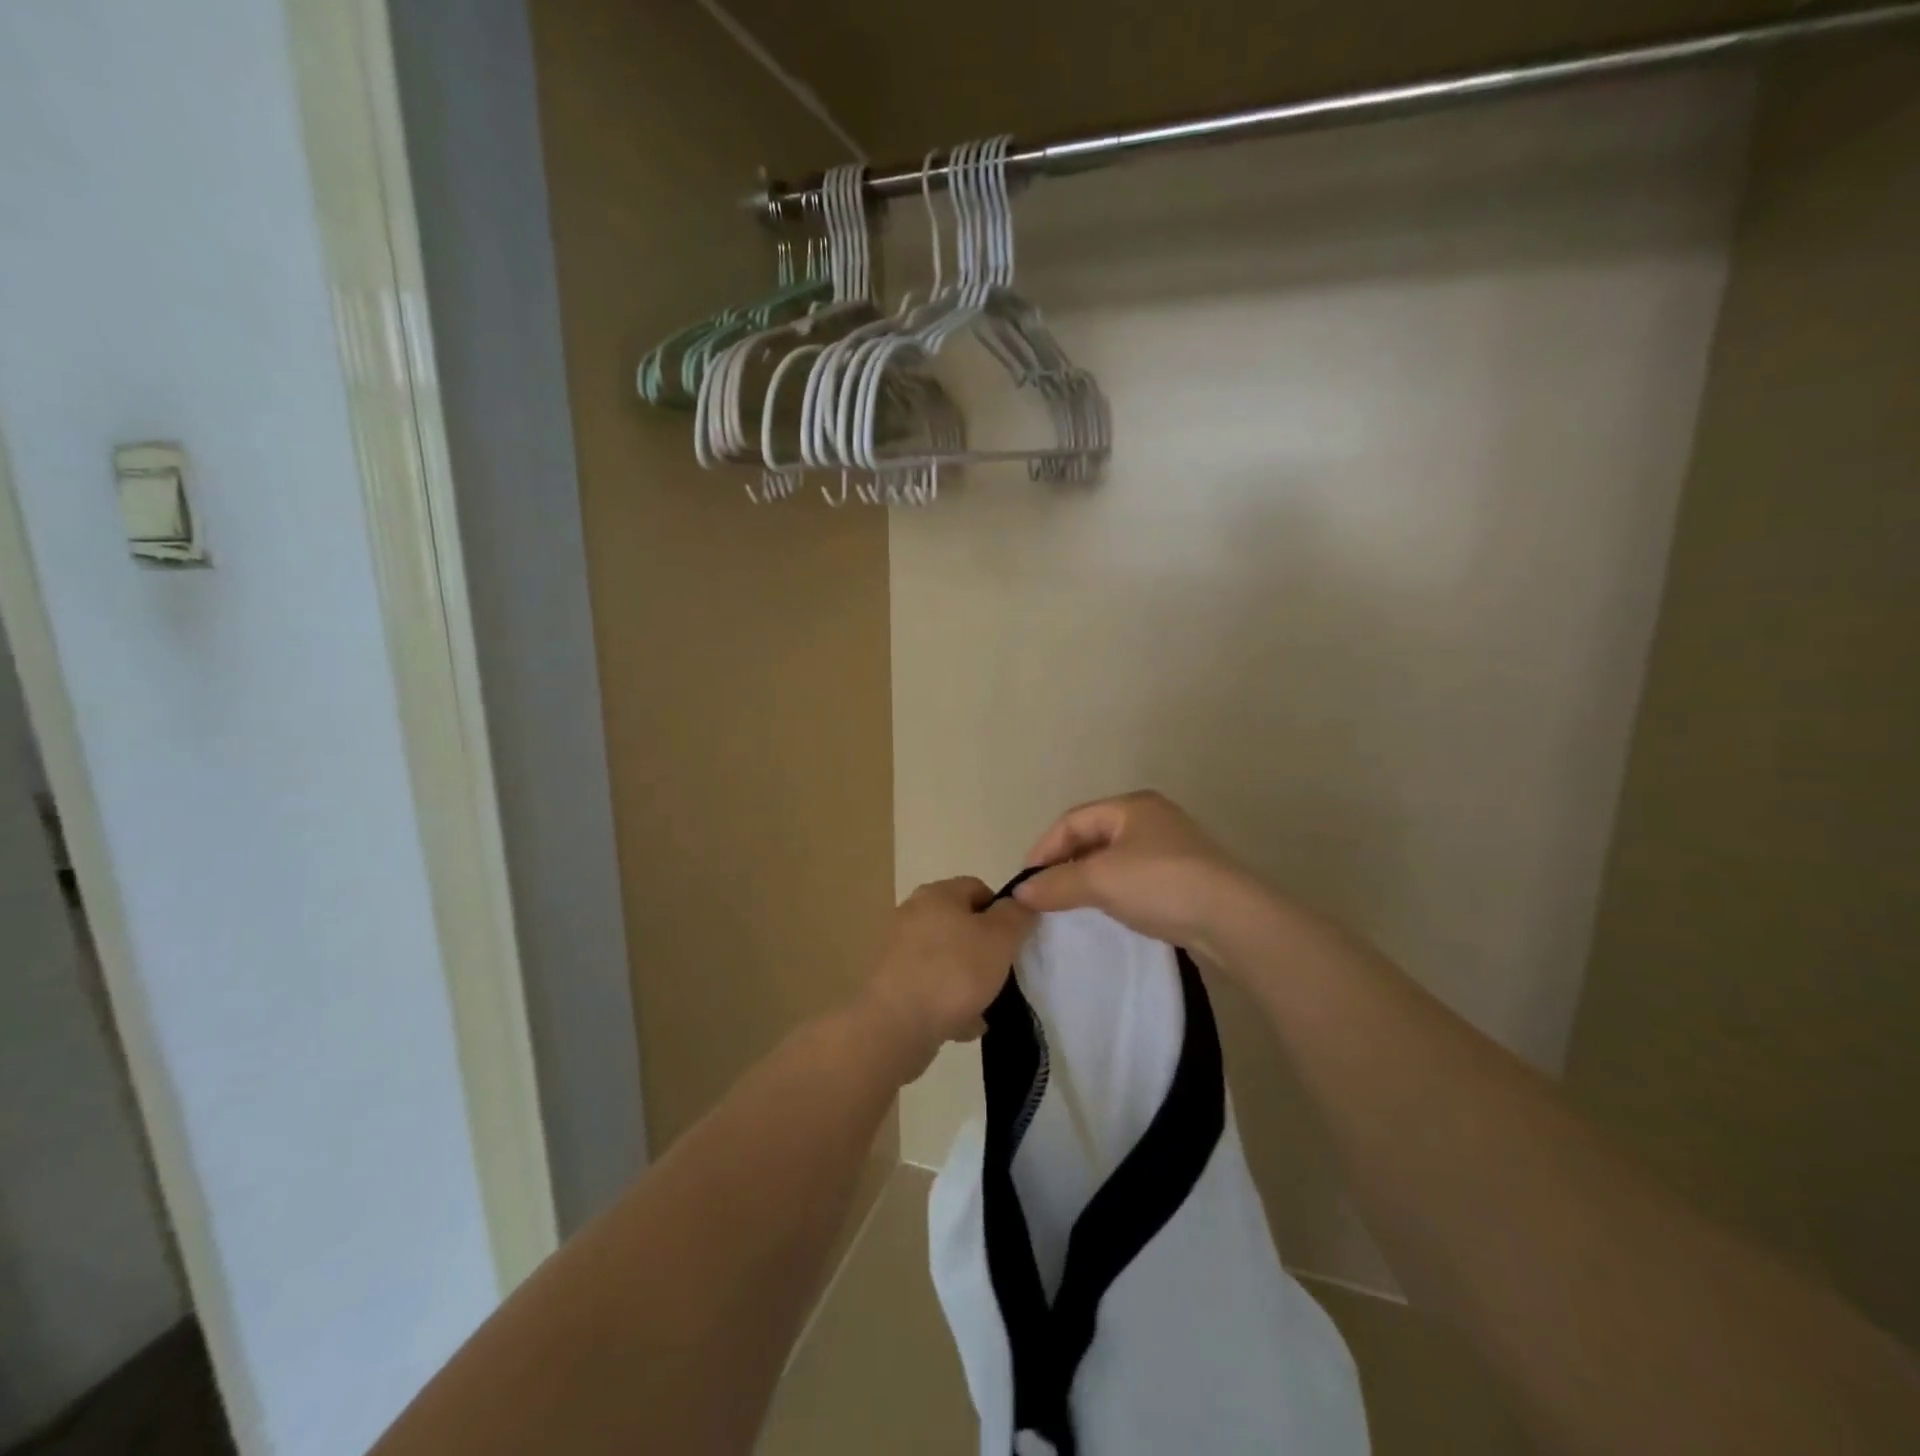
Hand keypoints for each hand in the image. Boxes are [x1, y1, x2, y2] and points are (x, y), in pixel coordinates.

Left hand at [862, 877, 1035, 1078]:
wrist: (895, 1024)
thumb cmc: (954, 971)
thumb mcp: (1000, 938)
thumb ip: (1017, 915)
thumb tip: (1019, 903)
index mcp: (937, 894)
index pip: (978, 887)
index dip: (1002, 911)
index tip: (1014, 941)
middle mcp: (912, 913)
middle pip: (960, 925)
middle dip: (984, 951)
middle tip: (1001, 974)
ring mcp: (896, 949)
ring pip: (945, 959)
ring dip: (966, 982)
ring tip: (982, 1008)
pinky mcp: (888, 982)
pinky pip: (928, 987)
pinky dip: (945, 1002)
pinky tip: (960, 1025)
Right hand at [1013, 790, 1259, 955]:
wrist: (1232, 919)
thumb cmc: (1160, 884)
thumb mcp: (1100, 881)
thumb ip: (1056, 883)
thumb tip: (1020, 892)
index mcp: (1131, 805)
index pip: (1072, 820)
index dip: (1044, 848)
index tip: (1026, 881)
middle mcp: (1151, 817)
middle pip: (1092, 835)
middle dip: (1064, 862)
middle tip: (1044, 892)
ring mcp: (1170, 845)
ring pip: (1113, 856)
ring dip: (1087, 877)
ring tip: (1069, 902)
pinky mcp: (1183, 873)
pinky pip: (1133, 874)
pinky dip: (1111, 888)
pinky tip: (1106, 908)